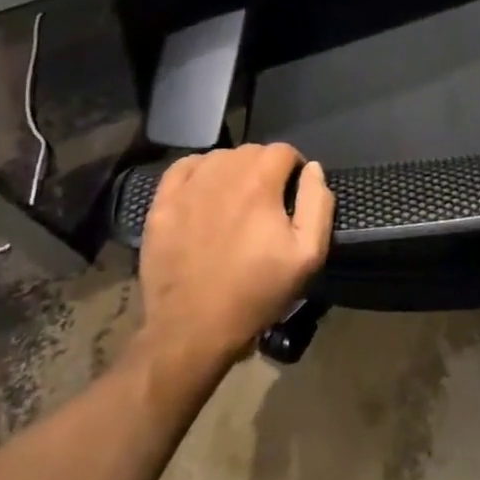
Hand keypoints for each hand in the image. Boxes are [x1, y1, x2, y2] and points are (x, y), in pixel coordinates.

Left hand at [137, 143, 333, 372]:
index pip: (284, 151)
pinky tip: (205, 193)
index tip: (294, 195)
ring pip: (219, 158)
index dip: (294, 169)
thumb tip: (312, 168)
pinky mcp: (161, 205)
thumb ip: (317, 202)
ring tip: (237, 201)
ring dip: (234, 170)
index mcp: (259, 182)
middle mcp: (222, 173)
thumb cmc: (257, 292)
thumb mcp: (308, 254)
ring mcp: (187, 188)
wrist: (194, 329)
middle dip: (265, 168)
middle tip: (268, 202)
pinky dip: (199, 172)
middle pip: (252, 151)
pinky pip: (183, 168)